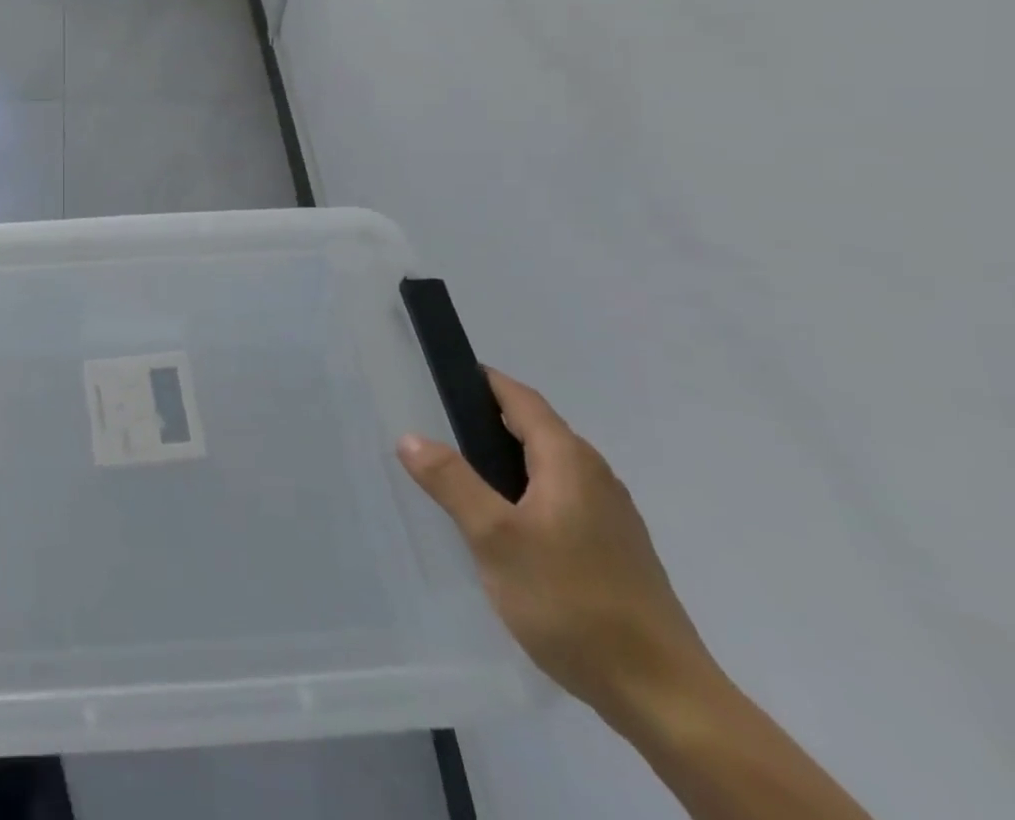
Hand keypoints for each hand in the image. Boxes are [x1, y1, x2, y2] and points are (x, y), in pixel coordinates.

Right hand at [398, 369, 716, 725]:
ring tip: (462, 477)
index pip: (522, 398)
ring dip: (508, 459)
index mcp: (570, 461)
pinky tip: (506, 527)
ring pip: (549, 467)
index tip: (443, 375)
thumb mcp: (496, 539)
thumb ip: (452, 482)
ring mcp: (612, 516)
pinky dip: (527, 492)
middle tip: (438, 427)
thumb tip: (410, 436)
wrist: (666, 699)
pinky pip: (562, 499)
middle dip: (489, 420)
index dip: (484, 380)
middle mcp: (596, 477)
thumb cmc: (573, 603)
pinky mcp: (617, 551)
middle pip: (537, 429)